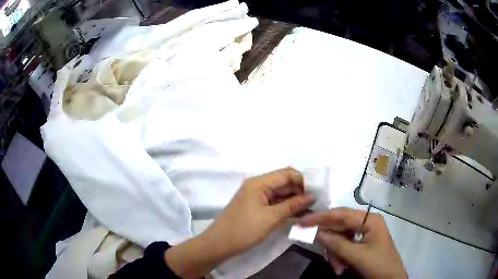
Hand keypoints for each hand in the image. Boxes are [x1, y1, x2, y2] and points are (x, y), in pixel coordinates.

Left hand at [205, 167, 314, 254]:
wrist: (219, 244)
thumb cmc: (244, 229)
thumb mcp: (271, 218)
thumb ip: (292, 205)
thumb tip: (312, 196)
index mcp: (259, 183)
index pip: (286, 173)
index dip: (302, 180)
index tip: (316, 192)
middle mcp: (257, 186)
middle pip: (283, 182)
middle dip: (300, 191)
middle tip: (317, 202)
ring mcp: (256, 197)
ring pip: (280, 194)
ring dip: (294, 200)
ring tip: (311, 209)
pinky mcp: (256, 207)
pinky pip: (274, 203)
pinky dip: (286, 207)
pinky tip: (298, 214)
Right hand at [299, 207, 406, 278]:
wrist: (391, 278)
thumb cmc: (378, 265)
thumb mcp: (357, 256)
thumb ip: (337, 243)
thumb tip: (316, 232)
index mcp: (369, 220)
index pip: (341, 214)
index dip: (321, 217)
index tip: (302, 221)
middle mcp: (366, 222)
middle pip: (339, 227)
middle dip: (331, 244)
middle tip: (322, 254)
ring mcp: (364, 233)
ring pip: (339, 239)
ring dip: (335, 254)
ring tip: (338, 269)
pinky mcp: (361, 243)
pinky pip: (343, 246)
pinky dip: (339, 257)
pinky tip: (340, 267)